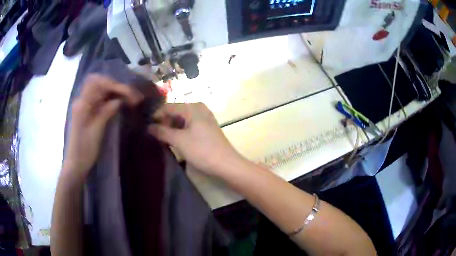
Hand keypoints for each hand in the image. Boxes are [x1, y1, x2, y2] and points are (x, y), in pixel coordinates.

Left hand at [65, 74, 142, 177]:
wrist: (76, 163)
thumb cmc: (85, 150)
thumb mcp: (97, 130)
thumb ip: (106, 111)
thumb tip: (120, 100)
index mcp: (82, 104)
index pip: (98, 83)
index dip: (114, 85)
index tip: (129, 93)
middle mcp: (82, 100)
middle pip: (99, 83)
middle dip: (115, 85)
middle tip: (130, 94)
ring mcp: (84, 105)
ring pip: (100, 89)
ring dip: (114, 91)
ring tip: (128, 97)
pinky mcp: (87, 111)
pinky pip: (99, 98)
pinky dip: (109, 98)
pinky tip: (118, 102)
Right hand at [148, 103, 241, 175]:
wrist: (226, 165)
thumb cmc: (202, 150)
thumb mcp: (179, 140)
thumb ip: (162, 132)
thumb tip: (148, 127)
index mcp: (193, 107)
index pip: (168, 106)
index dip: (156, 116)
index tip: (146, 127)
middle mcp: (199, 109)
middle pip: (175, 112)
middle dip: (164, 123)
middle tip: (153, 135)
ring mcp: (204, 119)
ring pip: (181, 120)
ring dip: (171, 128)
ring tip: (161, 139)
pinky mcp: (206, 129)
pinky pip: (188, 126)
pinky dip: (179, 132)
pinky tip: (173, 141)